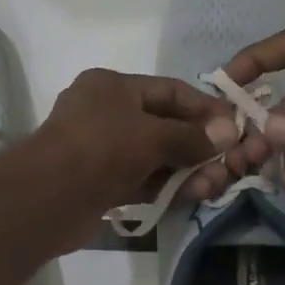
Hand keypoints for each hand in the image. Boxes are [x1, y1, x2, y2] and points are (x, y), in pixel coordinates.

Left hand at [26, 69, 238, 240]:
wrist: (48, 197)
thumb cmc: (101, 149)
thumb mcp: (152, 135)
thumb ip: (191, 136)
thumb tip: (229, 132)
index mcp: (111, 87)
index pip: (169, 90)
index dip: (204, 107)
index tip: (236, 126)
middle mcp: (105, 113)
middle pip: (164, 125)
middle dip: (198, 145)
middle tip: (230, 164)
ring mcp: (101, 150)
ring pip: (154, 156)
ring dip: (186, 170)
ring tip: (215, 185)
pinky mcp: (101, 184)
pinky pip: (142, 180)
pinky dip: (166, 187)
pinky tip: (192, 196)